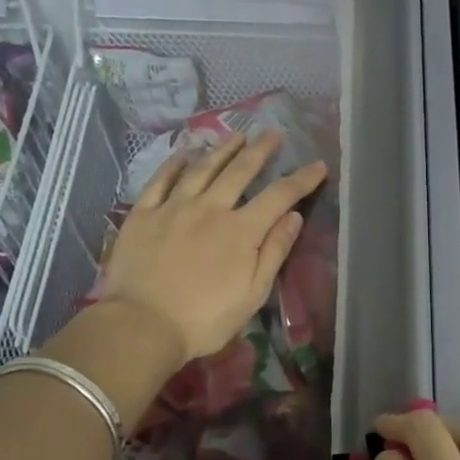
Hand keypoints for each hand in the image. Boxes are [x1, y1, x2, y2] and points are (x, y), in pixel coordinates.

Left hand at [96, 131, 327, 360]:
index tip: (318, 165)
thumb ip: (274, 252)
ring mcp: (174, 208)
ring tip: (236, 135)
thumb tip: (293, 217)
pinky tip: (184, 152)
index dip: (302, 179)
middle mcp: (210, 208)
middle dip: (260, 150)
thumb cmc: (205, 318)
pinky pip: (160, 181)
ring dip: (222, 149)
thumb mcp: (252, 293)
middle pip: (240, 171)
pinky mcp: (143, 215)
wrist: (142, 326)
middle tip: (272, 133)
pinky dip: (174, 163)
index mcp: (241, 230)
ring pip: (202, 168)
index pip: (279, 196)